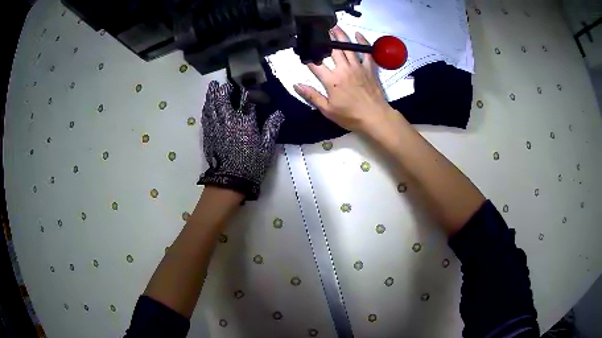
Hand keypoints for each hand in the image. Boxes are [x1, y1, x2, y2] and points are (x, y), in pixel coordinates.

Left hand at [198, 81, 284, 199]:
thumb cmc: (251, 164)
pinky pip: (206, 118)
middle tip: (219, 82)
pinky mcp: (208, 136)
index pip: (244, 101)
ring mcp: (215, 128)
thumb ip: (271, 127)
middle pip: (222, 100)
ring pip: (211, 108)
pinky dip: (206, 110)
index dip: (245, 92)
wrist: (230, 181)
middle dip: (221, 90)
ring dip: (210, 97)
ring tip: (211, 89)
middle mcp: (227, 121)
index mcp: (243, 122)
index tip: (245, 86)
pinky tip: (206, 107)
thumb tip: (279, 113)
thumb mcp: (266, 147)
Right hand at [293, 26, 393, 134]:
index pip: (316, 65)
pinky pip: (367, 52)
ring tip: (334, 27)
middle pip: (333, 50)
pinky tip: (358, 35)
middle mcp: (343, 69)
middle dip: (325, 39)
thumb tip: (296, 85)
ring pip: (347, 47)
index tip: (303, 51)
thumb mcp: (327, 110)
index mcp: (331, 80)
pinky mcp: (370, 68)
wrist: (375, 117)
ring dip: (340, 36)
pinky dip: (363, 42)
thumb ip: (312, 96)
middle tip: (320, 29)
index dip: (308, 57)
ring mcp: (358, 67)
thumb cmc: (350, 116)